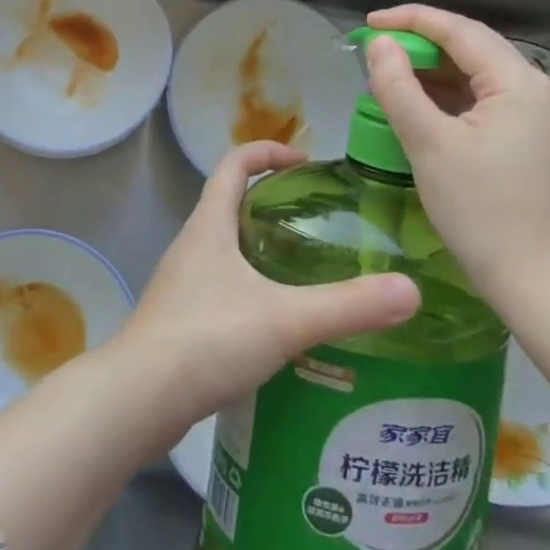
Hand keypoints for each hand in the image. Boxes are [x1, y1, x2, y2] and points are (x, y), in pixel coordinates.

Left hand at [111, 139, 420, 441]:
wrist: (139, 397)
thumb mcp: (284, 318)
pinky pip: (220, 286)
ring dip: (260, 248)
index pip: (233, 163)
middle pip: (229, 203)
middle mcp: (192, 244)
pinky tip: (278, 324)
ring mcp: (182, 282)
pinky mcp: (180, 318)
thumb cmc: (207, 338)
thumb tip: (410, 290)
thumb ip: (346, 306)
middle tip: (318, 222)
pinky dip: (250, 288)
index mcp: (209, 224)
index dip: (266, 152)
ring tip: (306, 271)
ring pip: (225, 248)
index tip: (304, 162)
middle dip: (271, 203)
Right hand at [363, 4, 549, 313]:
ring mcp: (539, 120)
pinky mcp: (533, 145)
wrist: (547, 288)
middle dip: (421, 44)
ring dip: (433, 73)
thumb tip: (380, 44)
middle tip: (375, 51)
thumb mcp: (429, 144)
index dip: (410, 19)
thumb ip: (399, 86)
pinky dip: (449, 99)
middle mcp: (535, 91)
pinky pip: (485, 104)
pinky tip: (421, 111)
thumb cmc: (484, 212)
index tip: (368, 24)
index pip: (459, 30)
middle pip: (472, 49)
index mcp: (518, 82)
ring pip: (478, 78)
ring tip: (390, 79)